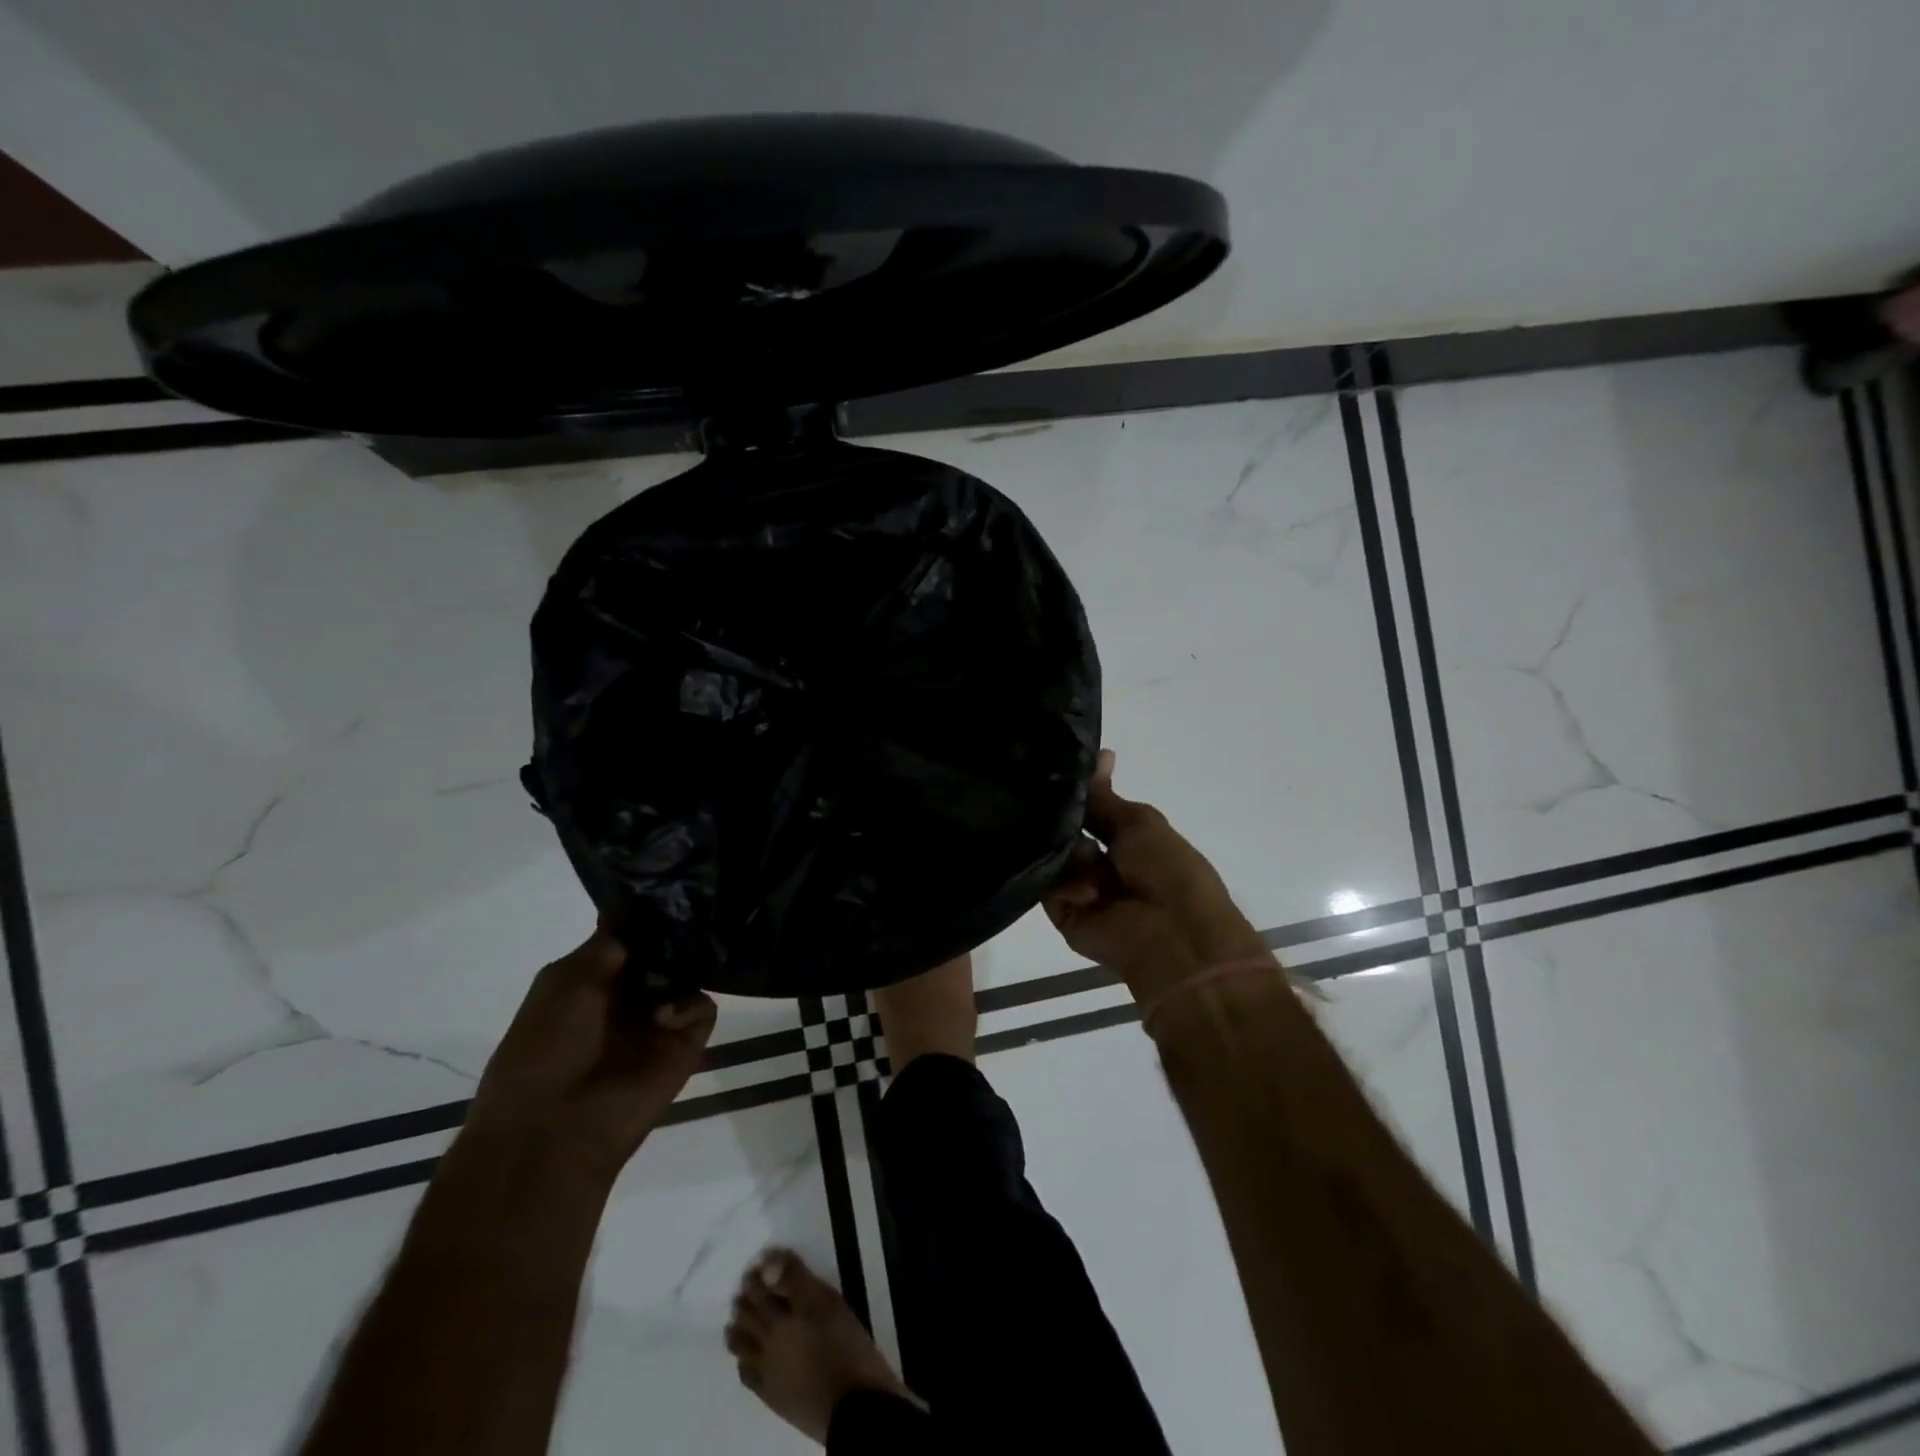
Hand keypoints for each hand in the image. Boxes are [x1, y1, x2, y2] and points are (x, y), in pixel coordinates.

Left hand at [468, 929, 716, 1175]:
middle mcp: (631, 995)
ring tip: (667, 977)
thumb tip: (639, 910)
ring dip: (682, 969)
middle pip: (666, 950)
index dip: (647, 915)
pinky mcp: (685, 1044)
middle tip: (688, 916)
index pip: (633, 935)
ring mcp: (659, 1019)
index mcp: (595, 980)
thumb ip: (606, 943)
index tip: (669, 888)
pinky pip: (702, 1007)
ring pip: (689, 973)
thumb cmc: (544, 1047)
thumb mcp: (563, 981)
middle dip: (675, 935)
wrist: (553, 1129)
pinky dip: (687, 1006)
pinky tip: (663, 1018)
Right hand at [1043, 752, 1271, 999]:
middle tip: (1063, 812)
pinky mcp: (1063, 912)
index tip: (1051, 770)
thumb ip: (1105, 794)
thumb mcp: (1138, 821)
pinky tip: (1089, 890)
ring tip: (1092, 862)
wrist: (1173, 935)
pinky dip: (1068, 883)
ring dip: (1073, 854)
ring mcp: (1080, 886)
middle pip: (1064, 829)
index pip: (1089, 808)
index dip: (1075, 793)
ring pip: (1054, 854)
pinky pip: (1048, 884)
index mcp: (1126, 838)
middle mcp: (1100, 860)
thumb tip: (1102, 751)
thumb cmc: (1168, 869)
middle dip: (1064, 819)